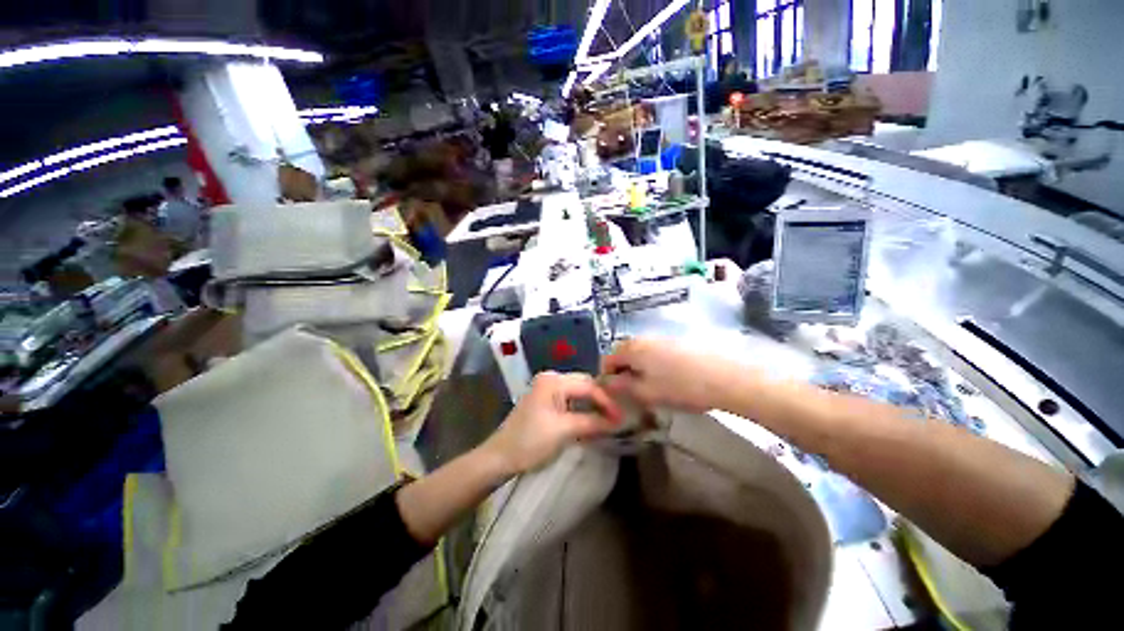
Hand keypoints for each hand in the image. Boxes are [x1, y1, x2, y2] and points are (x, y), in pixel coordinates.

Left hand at [481, 371, 622, 474]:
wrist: (501, 457)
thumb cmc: (531, 442)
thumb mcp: (564, 431)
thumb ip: (592, 423)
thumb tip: (617, 422)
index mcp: (553, 381)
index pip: (588, 385)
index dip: (606, 402)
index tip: (621, 418)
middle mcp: (551, 378)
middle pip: (583, 384)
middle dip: (601, 400)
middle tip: (617, 416)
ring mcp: (547, 389)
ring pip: (577, 392)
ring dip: (592, 404)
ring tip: (608, 417)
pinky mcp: (545, 400)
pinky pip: (569, 399)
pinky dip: (582, 408)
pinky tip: (591, 418)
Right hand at [601, 338, 728, 411]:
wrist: (726, 378)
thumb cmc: (680, 387)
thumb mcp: (645, 392)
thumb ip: (620, 386)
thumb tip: (604, 382)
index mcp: (632, 348)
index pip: (607, 359)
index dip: (606, 377)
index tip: (614, 394)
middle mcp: (643, 338)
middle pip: (623, 354)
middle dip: (623, 373)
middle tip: (632, 393)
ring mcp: (662, 338)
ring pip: (641, 354)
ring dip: (638, 369)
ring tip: (651, 388)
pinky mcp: (678, 341)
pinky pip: (656, 352)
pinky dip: (654, 365)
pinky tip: (669, 379)